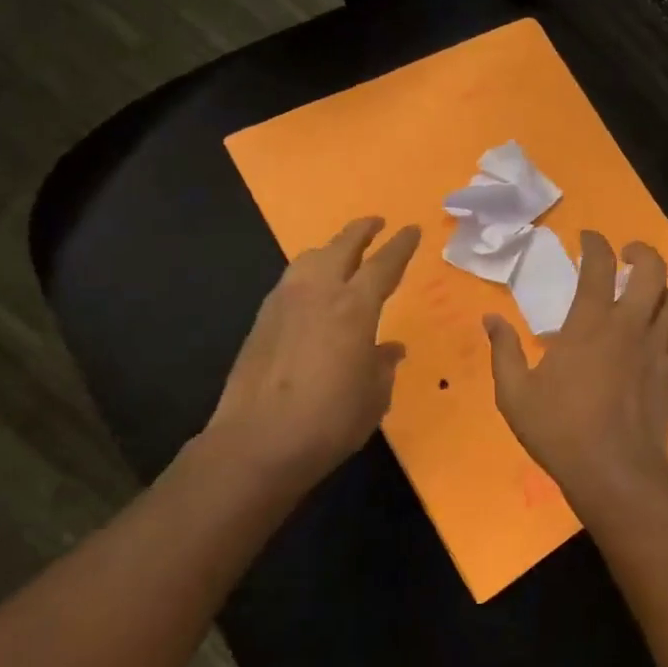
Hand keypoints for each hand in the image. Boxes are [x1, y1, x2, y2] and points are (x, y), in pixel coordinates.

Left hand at [197, 216, 420, 495]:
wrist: (256, 443)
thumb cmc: (329, 421)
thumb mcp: (374, 396)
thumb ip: (383, 365)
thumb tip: (390, 348)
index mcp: (354, 307)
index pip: (384, 264)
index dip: (400, 245)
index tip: (411, 229)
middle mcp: (318, 293)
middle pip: (341, 246)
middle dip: (362, 231)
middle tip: (376, 223)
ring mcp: (284, 303)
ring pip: (309, 258)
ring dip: (330, 249)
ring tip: (341, 253)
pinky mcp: (261, 321)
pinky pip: (290, 281)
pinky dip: (307, 274)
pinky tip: (311, 291)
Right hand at [483, 230, 667, 513]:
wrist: (614, 472)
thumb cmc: (559, 429)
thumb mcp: (514, 393)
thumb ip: (503, 351)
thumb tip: (491, 318)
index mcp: (591, 322)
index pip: (599, 264)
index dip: (595, 243)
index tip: (587, 238)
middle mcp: (629, 325)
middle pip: (653, 271)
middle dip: (642, 252)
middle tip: (627, 254)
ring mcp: (655, 349)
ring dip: (656, 289)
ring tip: (640, 293)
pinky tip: (656, 336)